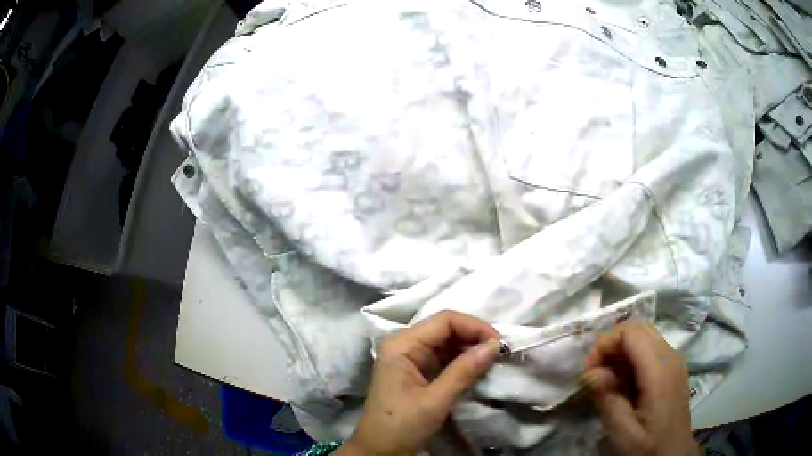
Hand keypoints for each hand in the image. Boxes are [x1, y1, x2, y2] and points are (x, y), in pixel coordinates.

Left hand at [339, 311, 500, 455]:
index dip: (474, 326)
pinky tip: (478, 368)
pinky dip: (462, 360)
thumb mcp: (435, 400)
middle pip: (445, 328)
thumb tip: (495, 345)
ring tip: (493, 359)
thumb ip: (464, 371)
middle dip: (474, 337)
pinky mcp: (417, 371)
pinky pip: (444, 357)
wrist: (380, 450)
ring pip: (447, 342)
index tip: (499, 343)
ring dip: (470, 348)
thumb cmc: (401, 426)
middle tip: (500, 352)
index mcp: (402, 344)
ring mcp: (410, 357)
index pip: (444, 320)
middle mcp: (404, 344)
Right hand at [583, 322, 699, 455]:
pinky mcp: (674, 368)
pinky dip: (632, 357)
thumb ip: (608, 399)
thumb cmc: (648, 447)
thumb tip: (592, 372)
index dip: (604, 344)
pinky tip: (625, 384)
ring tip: (608, 381)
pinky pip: (651, 348)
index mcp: (660, 371)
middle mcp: (671, 356)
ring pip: (645, 336)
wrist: (674, 454)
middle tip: (596, 374)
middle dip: (612, 344)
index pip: (630, 332)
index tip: (589, 373)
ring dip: (621, 351)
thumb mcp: (623, 432)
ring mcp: (675, 361)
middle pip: (638, 328)